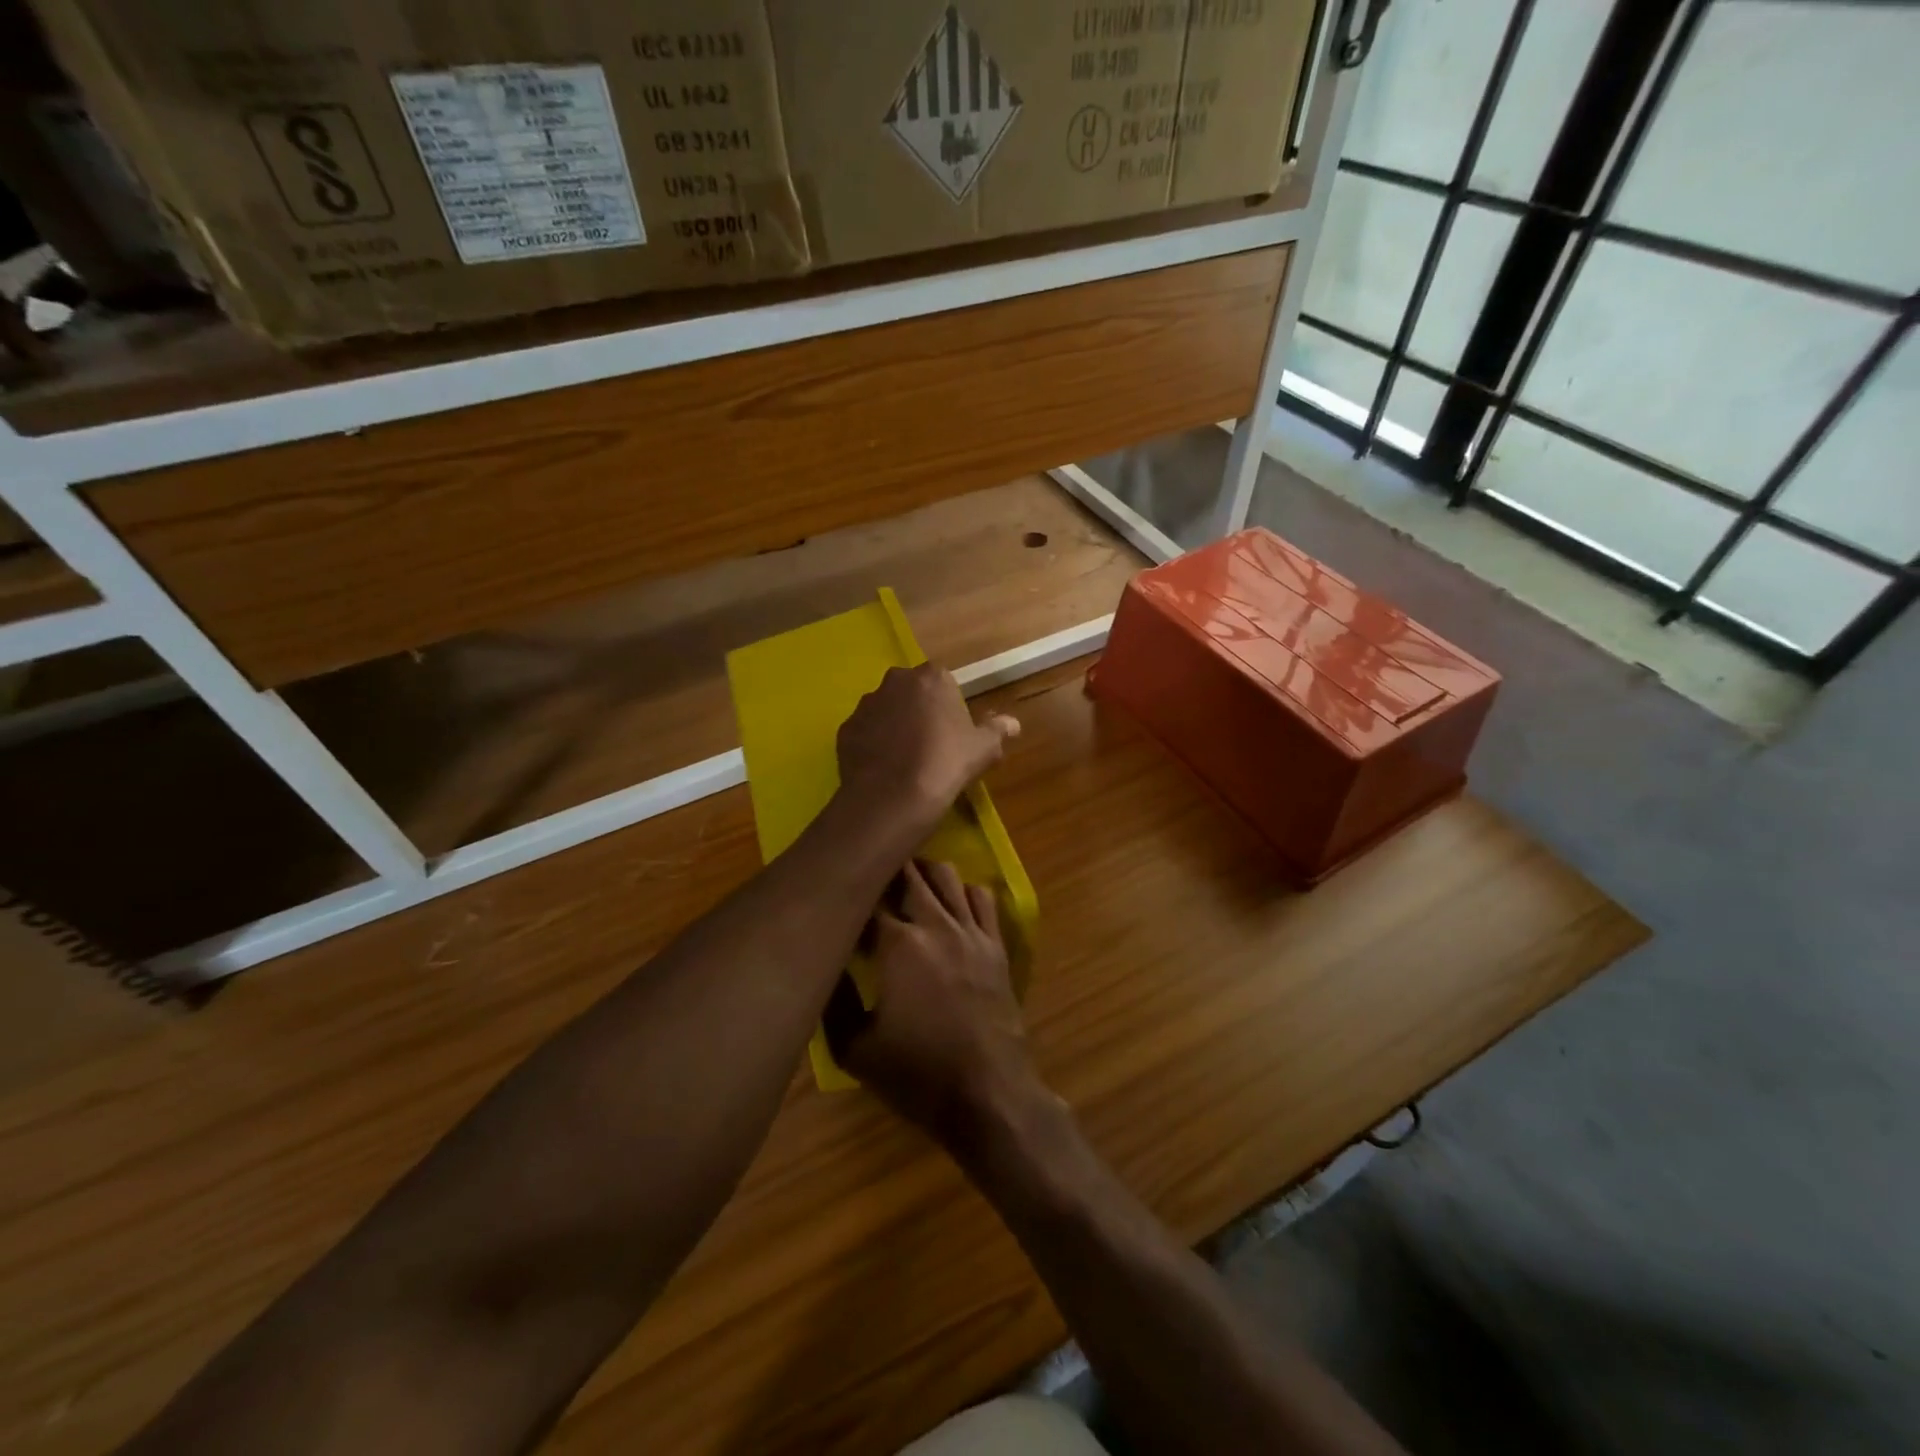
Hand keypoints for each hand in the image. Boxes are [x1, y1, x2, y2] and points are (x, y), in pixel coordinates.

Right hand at [835, 861, 1042, 1148]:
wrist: (990, 1095)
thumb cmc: (918, 1075)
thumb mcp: (854, 1050)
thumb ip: (832, 1001)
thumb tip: (821, 965)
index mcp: (898, 945)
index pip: (866, 899)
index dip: (848, 901)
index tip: (837, 910)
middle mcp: (936, 924)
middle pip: (907, 873)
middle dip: (883, 872)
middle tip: (867, 885)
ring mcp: (971, 930)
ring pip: (947, 874)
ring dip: (922, 873)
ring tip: (905, 887)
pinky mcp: (996, 944)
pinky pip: (983, 897)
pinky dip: (963, 892)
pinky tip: (949, 907)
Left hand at [836, 664, 1018, 829]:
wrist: (892, 798)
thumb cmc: (946, 764)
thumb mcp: (983, 749)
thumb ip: (998, 730)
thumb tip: (1013, 723)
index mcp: (932, 678)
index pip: (944, 681)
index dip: (949, 705)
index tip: (954, 731)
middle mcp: (895, 681)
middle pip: (911, 691)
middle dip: (919, 709)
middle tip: (931, 744)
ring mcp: (865, 704)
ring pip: (885, 710)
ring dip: (894, 725)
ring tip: (904, 760)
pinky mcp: (845, 729)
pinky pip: (865, 732)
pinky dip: (873, 744)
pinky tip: (884, 769)